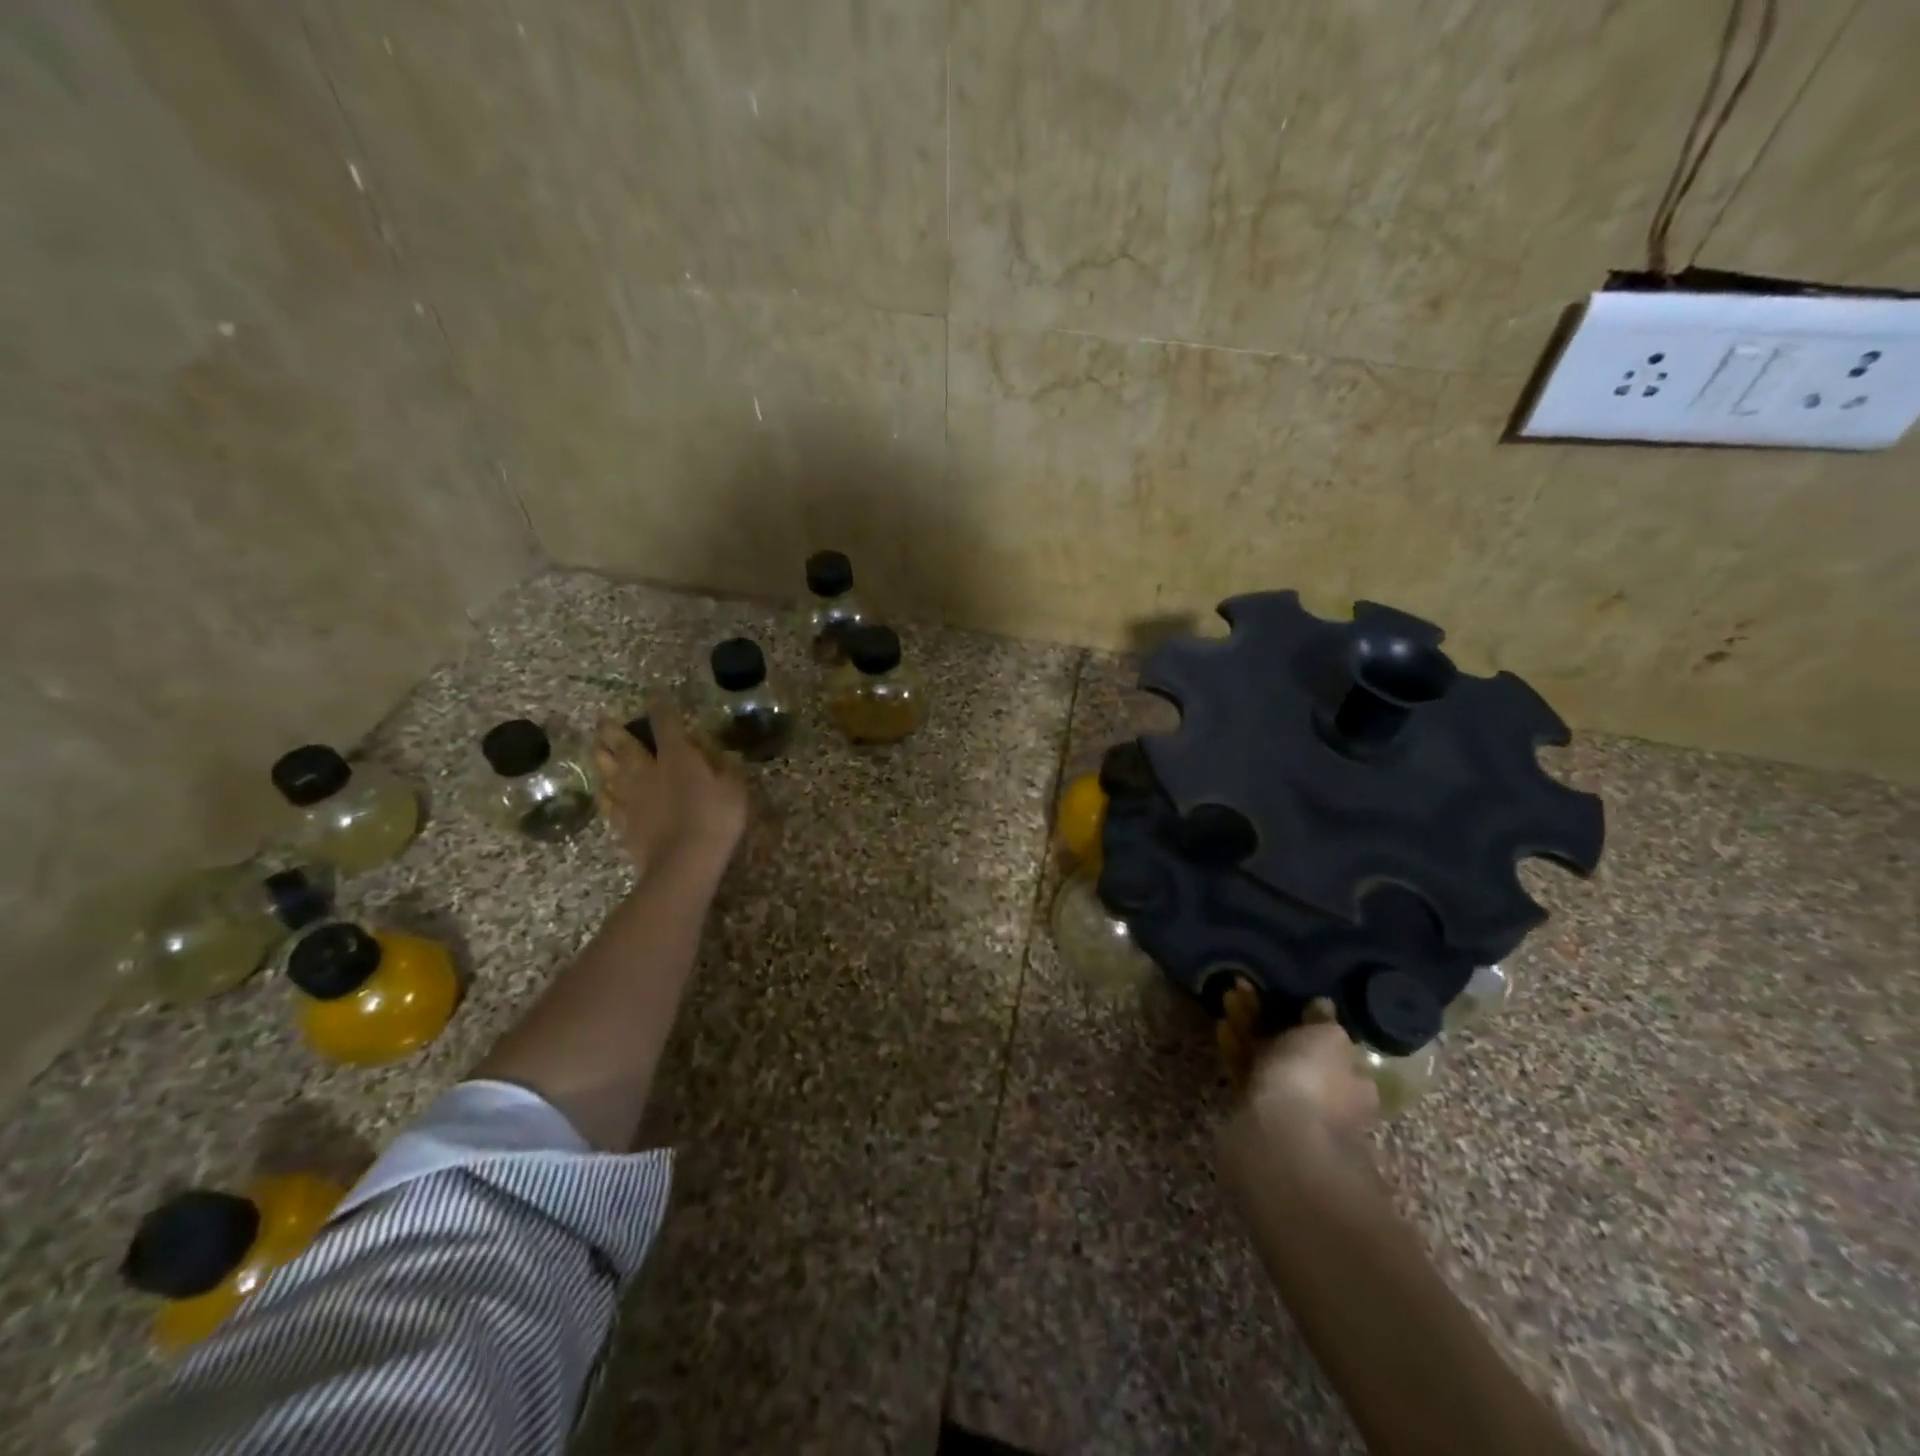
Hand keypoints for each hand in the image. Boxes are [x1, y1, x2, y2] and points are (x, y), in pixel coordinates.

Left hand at [593, 705, 748, 879]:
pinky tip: (601, 791)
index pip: (666, 724)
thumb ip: (728, 768)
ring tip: (595, 748)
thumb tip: (724, 753)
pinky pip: (608, 804)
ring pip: (611, 772)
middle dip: (615, 731)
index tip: (655, 694)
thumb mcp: (735, 790)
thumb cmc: (715, 820)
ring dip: (602, 758)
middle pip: (627, 746)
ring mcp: (632, 798)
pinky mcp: (623, 823)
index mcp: (677, 757)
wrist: (682, 862)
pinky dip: (604, 794)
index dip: (661, 707)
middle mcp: (648, 771)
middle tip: (603, 720)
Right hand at [1219, 993, 1379, 1179]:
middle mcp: (1328, 1099)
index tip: (1289, 996)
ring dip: (1248, 1028)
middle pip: (1296, 1051)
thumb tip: (1323, 1006)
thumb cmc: (1313, 1082)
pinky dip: (1235, 1050)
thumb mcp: (1327, 1038)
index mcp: (1355, 1082)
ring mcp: (1291, 1109)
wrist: (1278, 1140)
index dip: (1310, 1018)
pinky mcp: (1256, 1115)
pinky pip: (1246, 1074)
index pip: (1334, 1045)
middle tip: (1248, 991)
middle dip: (1272, 1019)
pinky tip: (1221, 1027)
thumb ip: (1323, 1020)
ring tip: (1228, 997)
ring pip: (1267, 1059)